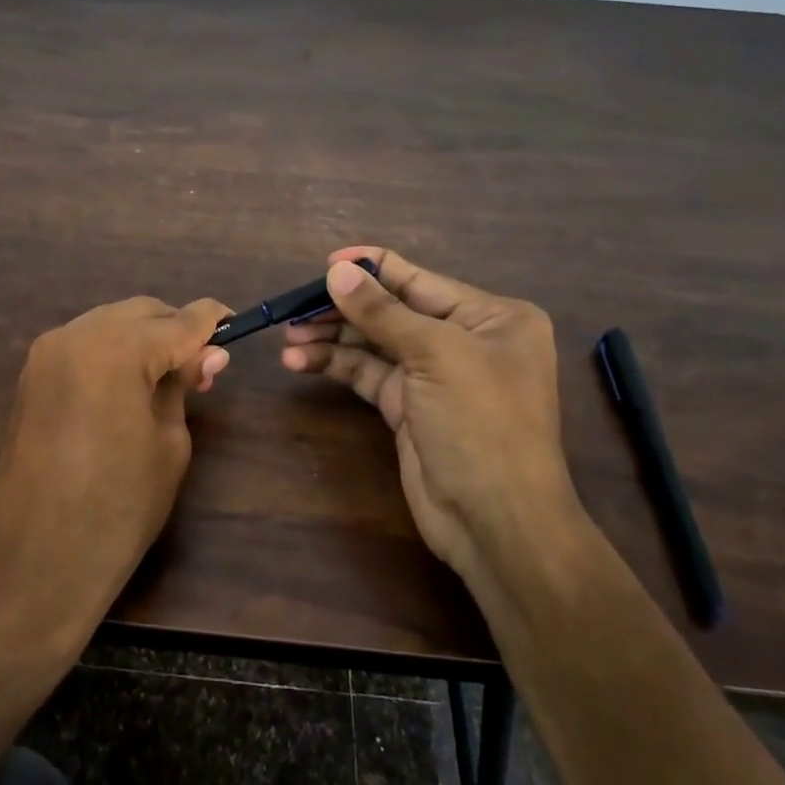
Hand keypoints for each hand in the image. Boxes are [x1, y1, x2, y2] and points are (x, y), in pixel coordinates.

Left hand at [0, 295, 231, 644]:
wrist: (36, 560)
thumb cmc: (119, 508)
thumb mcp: (169, 443)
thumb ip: (183, 386)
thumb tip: (207, 353)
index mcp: (117, 350)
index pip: (179, 320)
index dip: (212, 320)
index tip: (236, 323)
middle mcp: (76, 336)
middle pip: (141, 312)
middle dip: (175, 329)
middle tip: (202, 367)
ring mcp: (47, 353)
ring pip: (110, 322)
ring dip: (143, 338)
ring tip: (167, 378)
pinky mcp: (31, 375)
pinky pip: (84, 344)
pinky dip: (113, 351)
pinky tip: (130, 383)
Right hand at [280, 247, 579, 581]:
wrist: (495, 521)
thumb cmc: (480, 423)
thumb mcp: (435, 356)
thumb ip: (382, 312)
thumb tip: (337, 270)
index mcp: (490, 316)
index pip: (420, 280)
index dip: (372, 269)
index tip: (325, 264)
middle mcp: (464, 340)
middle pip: (392, 311)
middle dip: (343, 308)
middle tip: (294, 309)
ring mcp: (434, 376)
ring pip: (374, 344)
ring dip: (331, 339)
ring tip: (289, 338)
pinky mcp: (408, 407)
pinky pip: (367, 375)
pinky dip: (336, 366)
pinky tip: (301, 362)